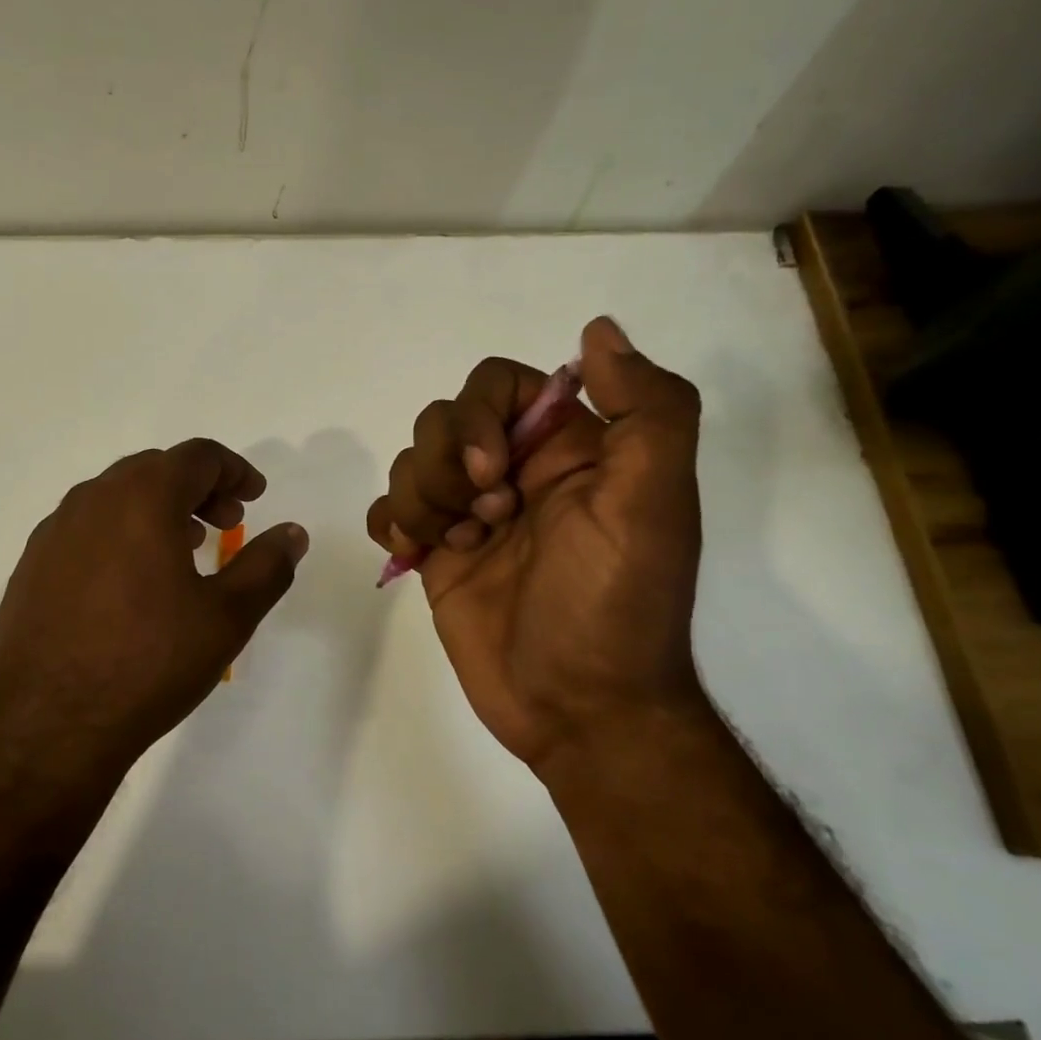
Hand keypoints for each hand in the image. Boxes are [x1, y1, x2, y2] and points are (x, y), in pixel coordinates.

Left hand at [0, 439, 308, 777]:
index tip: (254, 496)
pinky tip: (132, 582)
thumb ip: (266, 566)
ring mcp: (55, 531)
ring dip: (158, 509)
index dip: (234, 470)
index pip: (197, 456)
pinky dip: (121, 533)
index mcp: (142, 498)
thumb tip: (292, 533)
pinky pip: (86, 528)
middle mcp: (93, 499)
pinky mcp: (32, 565)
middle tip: (226, 524)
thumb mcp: (226, 617)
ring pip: (116, 497)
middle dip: (198, 488)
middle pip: (155, 469)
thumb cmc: (149, 663)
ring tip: (184, 550)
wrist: (47, 725)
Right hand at [367, 317, 703, 767]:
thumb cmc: (614, 606)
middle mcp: (514, 472)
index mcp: (566, 448)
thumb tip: (598, 330)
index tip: (494, 474)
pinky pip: (388, 510)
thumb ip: (646, 410)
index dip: (478, 417)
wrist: (579, 709)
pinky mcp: (435, 556)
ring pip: (410, 463)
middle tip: (487, 522)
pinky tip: (417, 556)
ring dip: (422, 501)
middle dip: (447, 467)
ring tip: (460, 548)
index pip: (496, 385)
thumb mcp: (652, 504)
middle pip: (441, 420)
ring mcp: (469, 515)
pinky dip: (392, 524)